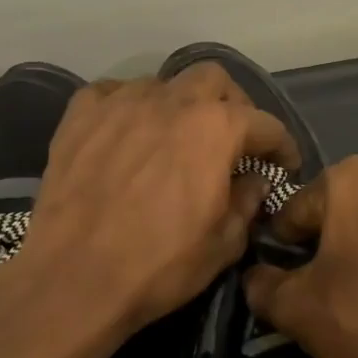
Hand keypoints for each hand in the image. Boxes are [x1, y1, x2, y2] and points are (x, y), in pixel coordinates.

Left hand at [15, 62, 298, 338]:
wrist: (73, 279)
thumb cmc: (159, 264)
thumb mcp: (224, 244)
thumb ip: (248, 202)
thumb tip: (254, 181)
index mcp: (216, 128)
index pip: (265, 123)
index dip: (281, 145)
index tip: (284, 164)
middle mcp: (172, 101)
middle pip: (214, 78)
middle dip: (231, 104)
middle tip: (230, 138)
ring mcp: (122, 102)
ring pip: (163, 83)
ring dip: (178, 104)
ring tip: (174, 136)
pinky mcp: (81, 115)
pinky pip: (112, 93)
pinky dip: (127, 107)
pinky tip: (126, 132)